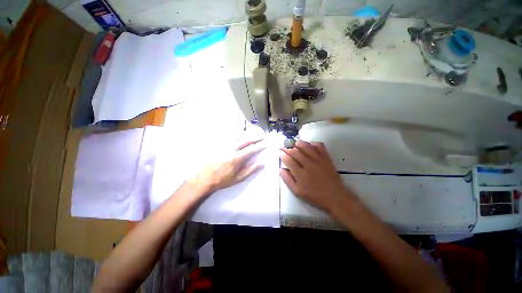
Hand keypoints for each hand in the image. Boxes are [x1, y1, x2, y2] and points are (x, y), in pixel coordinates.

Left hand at [193, 138, 266, 193]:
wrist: (205, 178)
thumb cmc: (223, 179)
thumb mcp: (238, 178)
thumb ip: (250, 170)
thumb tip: (261, 164)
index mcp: (237, 158)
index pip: (251, 149)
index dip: (260, 145)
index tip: (266, 142)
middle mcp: (231, 149)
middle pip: (246, 140)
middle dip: (256, 137)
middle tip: (263, 135)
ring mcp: (224, 145)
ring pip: (238, 136)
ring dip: (247, 133)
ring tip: (254, 132)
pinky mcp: (219, 145)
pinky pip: (229, 136)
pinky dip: (237, 134)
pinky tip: (240, 134)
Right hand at [279, 140, 355, 213]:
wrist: (335, 197)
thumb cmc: (315, 196)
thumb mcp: (298, 192)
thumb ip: (287, 180)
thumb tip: (280, 169)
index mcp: (300, 174)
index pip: (288, 160)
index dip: (282, 155)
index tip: (279, 152)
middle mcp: (308, 164)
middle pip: (295, 152)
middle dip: (287, 148)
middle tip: (283, 147)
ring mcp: (318, 160)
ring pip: (306, 146)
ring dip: (298, 143)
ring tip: (293, 143)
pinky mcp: (326, 158)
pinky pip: (319, 146)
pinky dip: (312, 143)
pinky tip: (308, 145)